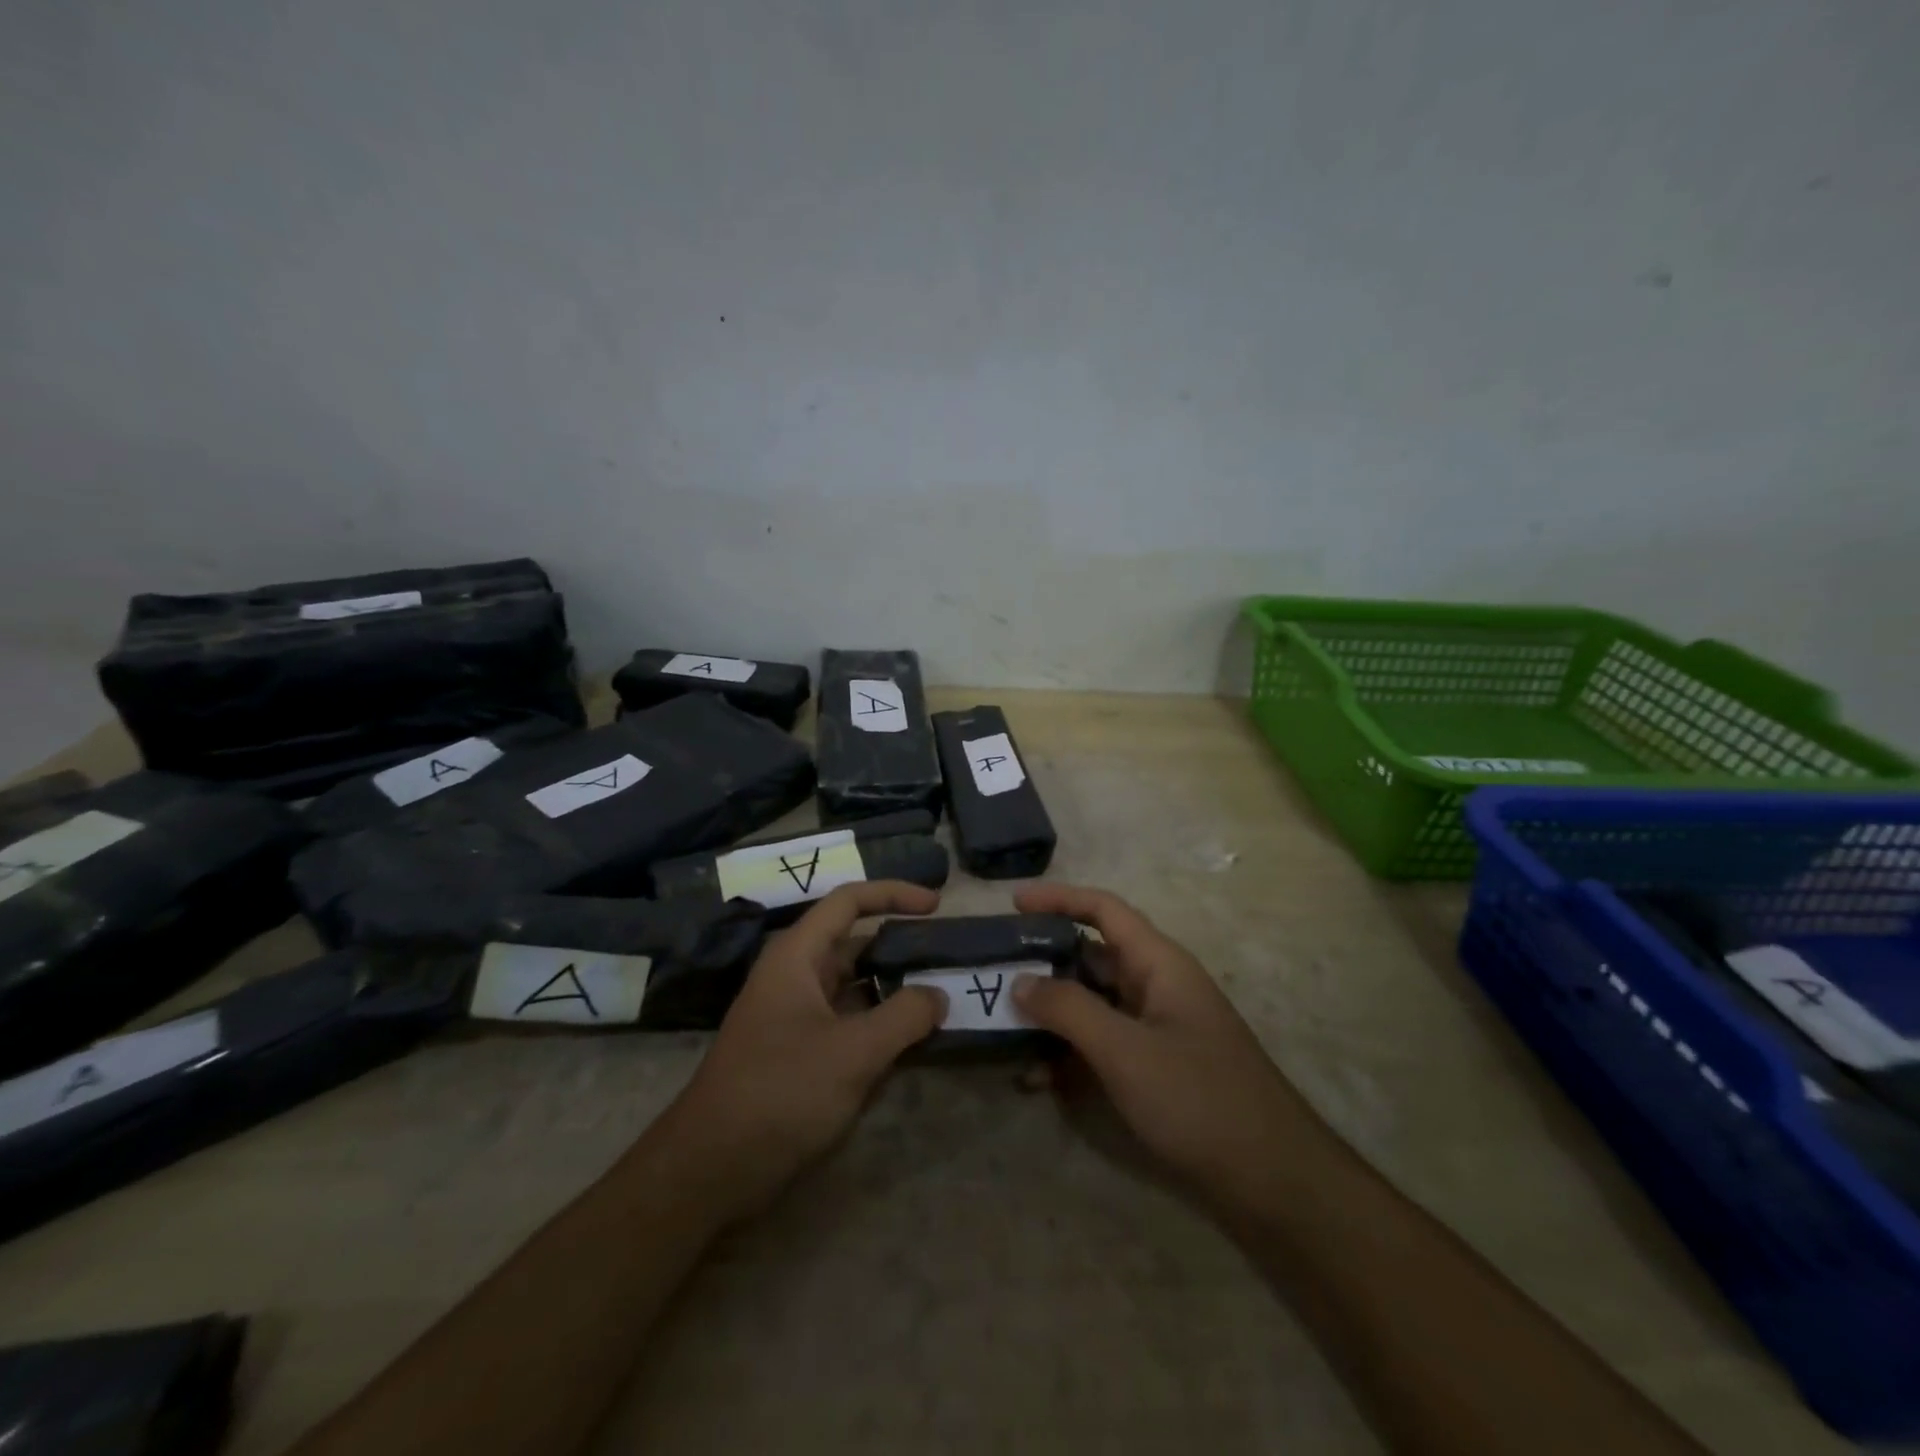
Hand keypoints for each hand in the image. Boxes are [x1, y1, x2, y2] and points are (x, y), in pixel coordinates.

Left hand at [658, 881, 947, 1217]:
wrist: (708, 1169)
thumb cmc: (780, 1093)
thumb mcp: (853, 1053)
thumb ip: (904, 1017)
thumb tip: (938, 995)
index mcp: (797, 956)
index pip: (849, 902)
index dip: (894, 893)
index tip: (937, 904)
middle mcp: (794, 976)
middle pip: (853, 943)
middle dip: (900, 945)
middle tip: (946, 957)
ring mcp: (794, 1016)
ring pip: (853, 986)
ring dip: (893, 988)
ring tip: (940, 996)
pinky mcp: (797, 1053)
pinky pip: (847, 1022)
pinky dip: (879, 1023)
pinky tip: (910, 1041)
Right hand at [1012, 884, 1310, 1210]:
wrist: (1273, 1181)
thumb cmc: (1199, 1099)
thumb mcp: (1125, 1050)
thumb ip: (1069, 1010)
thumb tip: (1020, 981)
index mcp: (1159, 963)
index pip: (1104, 909)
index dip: (1059, 897)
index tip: (1012, 902)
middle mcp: (1157, 986)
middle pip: (1092, 956)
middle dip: (1044, 962)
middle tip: (995, 971)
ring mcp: (1157, 1028)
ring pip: (1093, 1003)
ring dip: (1052, 1014)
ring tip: (1003, 1027)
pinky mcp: (1155, 1066)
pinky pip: (1103, 1044)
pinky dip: (1070, 1053)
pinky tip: (1036, 1080)